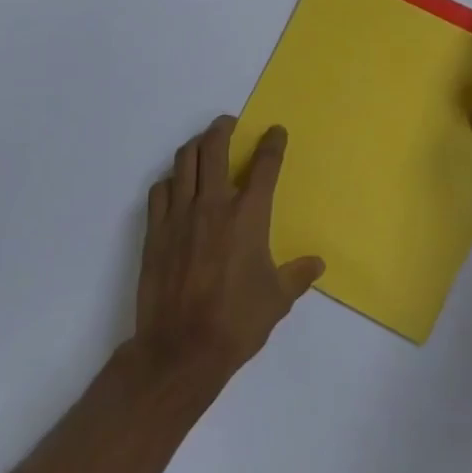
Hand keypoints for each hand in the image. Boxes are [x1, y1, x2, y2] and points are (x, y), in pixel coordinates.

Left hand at [133, 116, 324, 389]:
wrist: (181, 348)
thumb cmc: (237, 323)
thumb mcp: (277, 300)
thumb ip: (298, 275)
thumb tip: (317, 264)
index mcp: (248, 216)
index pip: (264, 166)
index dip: (272, 143)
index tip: (276, 131)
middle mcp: (213, 205)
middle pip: (214, 148)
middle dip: (223, 128)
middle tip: (229, 124)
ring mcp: (179, 215)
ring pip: (184, 162)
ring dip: (195, 146)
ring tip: (203, 145)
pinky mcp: (155, 231)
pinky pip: (160, 190)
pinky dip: (171, 180)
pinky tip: (176, 186)